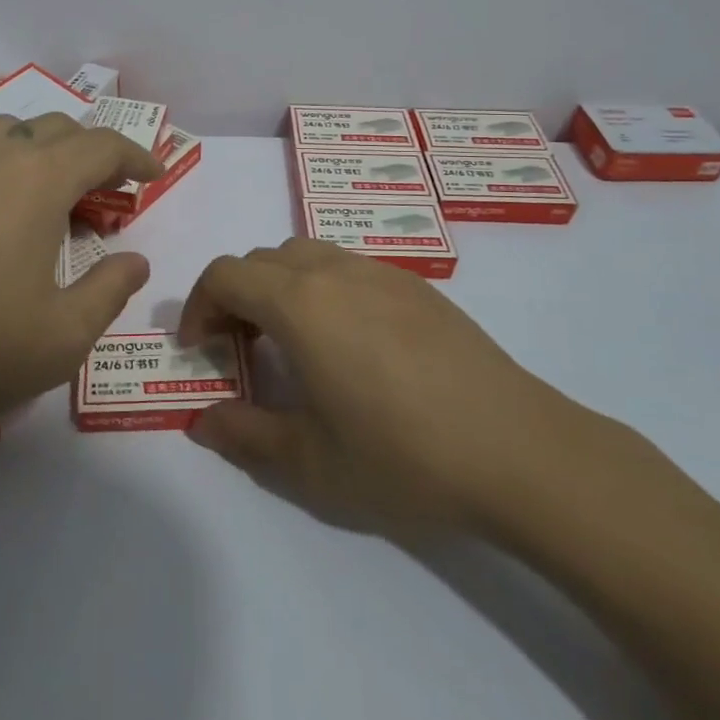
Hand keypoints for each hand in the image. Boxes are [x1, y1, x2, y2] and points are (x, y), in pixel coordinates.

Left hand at [0, 113, 163, 467]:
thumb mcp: (63, 336)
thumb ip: (110, 291)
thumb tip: (135, 261)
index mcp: (38, 180)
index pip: (101, 146)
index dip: (135, 157)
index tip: (153, 176)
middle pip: (55, 129)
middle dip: (90, 153)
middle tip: (104, 198)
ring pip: (5, 133)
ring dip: (39, 152)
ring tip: (45, 198)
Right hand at [181, 239, 604, 540]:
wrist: (520, 452)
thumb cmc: (403, 458)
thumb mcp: (310, 463)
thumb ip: (244, 435)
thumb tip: (202, 421)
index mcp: (301, 304)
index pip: (225, 275)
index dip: (199, 306)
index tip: (201, 350)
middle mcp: (336, 272)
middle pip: (262, 260)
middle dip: (236, 296)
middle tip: (241, 350)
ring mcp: (382, 273)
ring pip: (307, 255)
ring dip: (279, 287)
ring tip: (292, 344)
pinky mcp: (419, 287)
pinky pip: (348, 268)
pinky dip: (322, 290)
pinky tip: (350, 345)